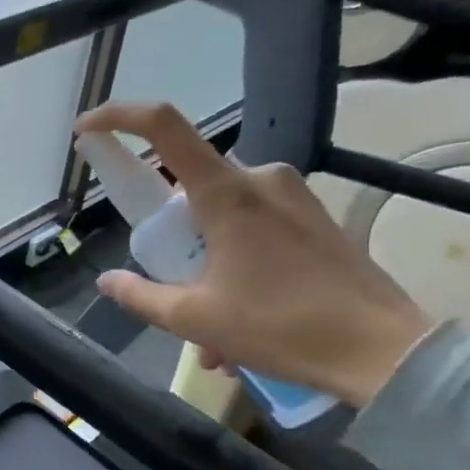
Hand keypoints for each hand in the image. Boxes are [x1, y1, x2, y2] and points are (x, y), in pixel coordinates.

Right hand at [75, 101, 433, 407]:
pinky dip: (236, 268)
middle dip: (173, 245)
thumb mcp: (194, 318)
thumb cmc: (280, 328)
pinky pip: (255, 230)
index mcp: (226, 193)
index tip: (87, 131)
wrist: (381, 351)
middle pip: (189, 191)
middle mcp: (260, 179)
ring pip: (222, 219)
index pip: (164, 127)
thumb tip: (107, 282)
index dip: (119, 118)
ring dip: (206, 268)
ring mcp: (292, 196)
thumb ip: (141, 296)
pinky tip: (242, 323)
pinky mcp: (314, 217)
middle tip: (174, 294)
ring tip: (214, 337)